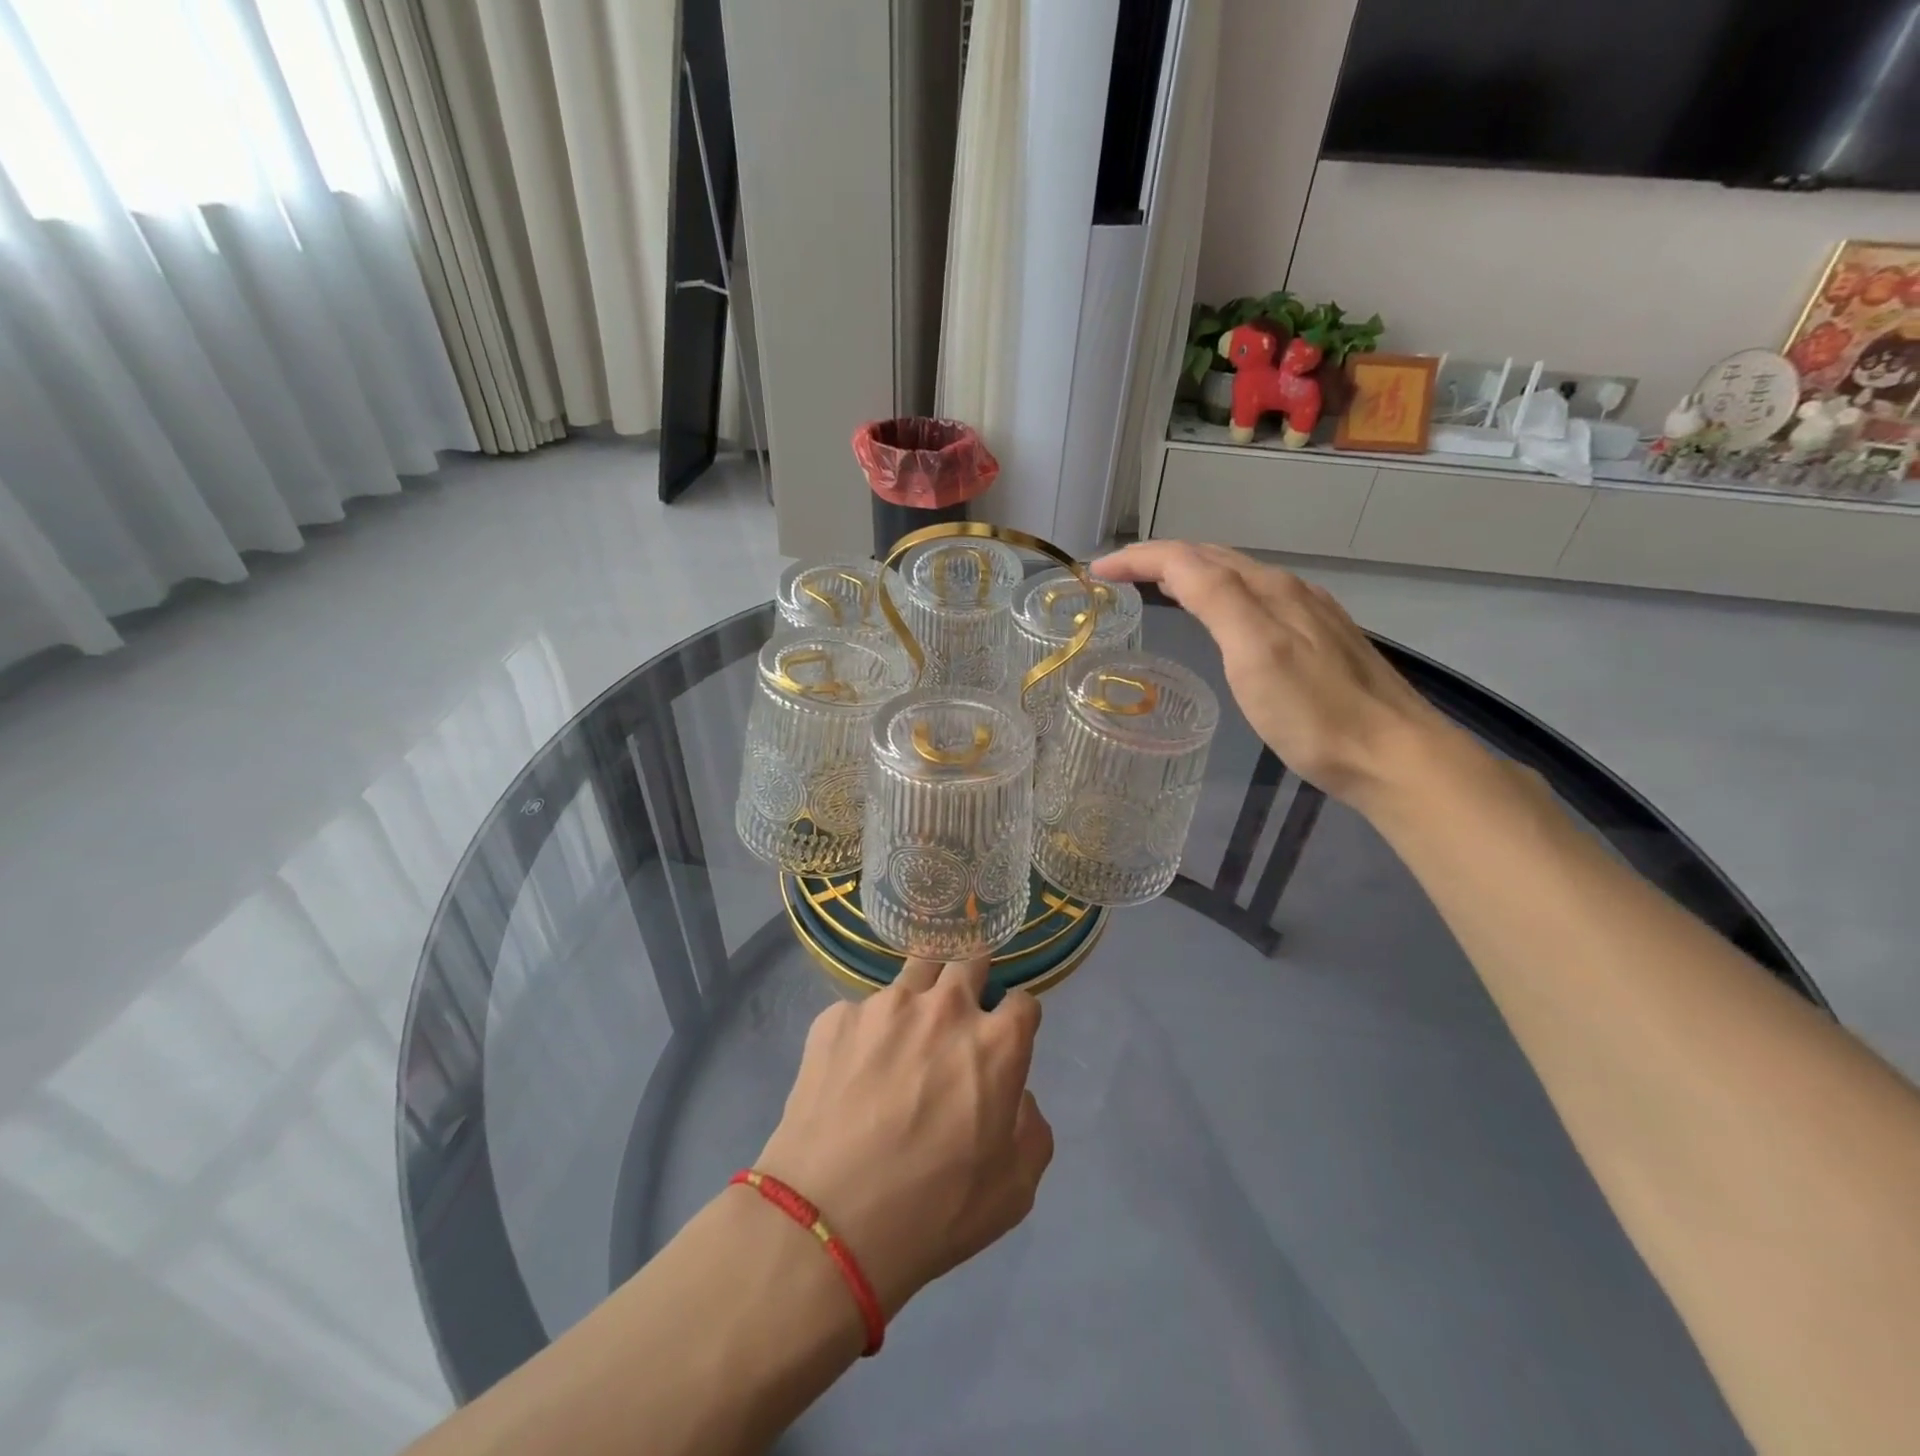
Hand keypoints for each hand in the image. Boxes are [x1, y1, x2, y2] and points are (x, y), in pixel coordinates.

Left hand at [754, 959, 1052, 1318]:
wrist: (828, 1222)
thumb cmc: (934, 1213)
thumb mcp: (1015, 1189)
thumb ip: (1031, 1127)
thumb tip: (1014, 1094)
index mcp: (996, 1042)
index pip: (1023, 1001)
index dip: (1017, 1019)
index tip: (1005, 1039)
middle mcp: (945, 1007)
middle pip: (970, 961)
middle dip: (973, 982)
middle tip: (959, 1018)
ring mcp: (886, 1005)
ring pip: (915, 972)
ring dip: (922, 994)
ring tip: (905, 1034)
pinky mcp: (836, 1017)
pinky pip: (863, 1010)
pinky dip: (868, 1031)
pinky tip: (853, 1070)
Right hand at [1093, 540, 1445, 805]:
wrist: (1393, 755)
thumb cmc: (1314, 714)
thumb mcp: (1255, 654)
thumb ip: (1217, 600)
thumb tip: (1175, 562)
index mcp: (1265, 591)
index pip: (1188, 557)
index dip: (1139, 558)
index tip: (1096, 571)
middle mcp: (1286, 590)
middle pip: (1212, 558)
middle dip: (1160, 559)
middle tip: (1119, 577)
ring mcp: (1308, 613)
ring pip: (1235, 576)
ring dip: (1189, 573)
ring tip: (1156, 589)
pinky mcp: (1320, 638)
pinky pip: (1255, 598)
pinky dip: (1219, 595)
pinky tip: (1219, 616)